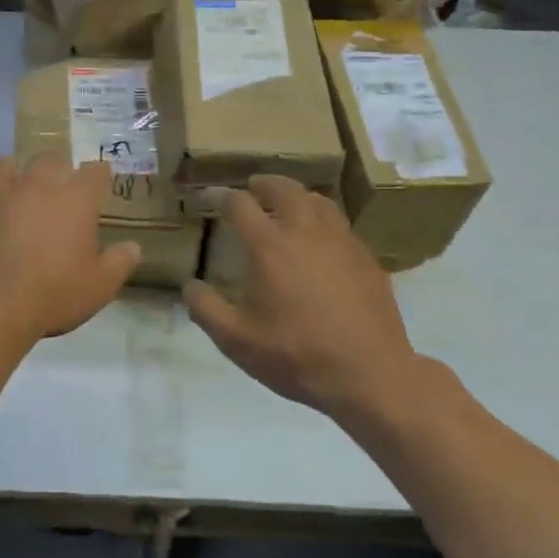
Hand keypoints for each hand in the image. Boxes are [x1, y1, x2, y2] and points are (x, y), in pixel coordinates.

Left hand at [0, 156, 139, 342]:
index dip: (100, 174)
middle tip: (59, 186)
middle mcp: (36, 186)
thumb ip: (120, 262)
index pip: (94, 172)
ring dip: (11, 172)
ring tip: (14, 186)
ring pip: (2, 166)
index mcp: (74, 199)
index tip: (102, 181)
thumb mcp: (100, 286)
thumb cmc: (54, 294)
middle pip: (48, 159)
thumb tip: (133, 247)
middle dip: (56, 168)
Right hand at [183, 176, 420, 421]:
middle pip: (284, 189)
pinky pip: (341, 226)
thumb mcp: (236, 340)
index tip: (209, 198)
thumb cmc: (295, 355)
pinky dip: (323, 222)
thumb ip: (206, 309)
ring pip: (318, 201)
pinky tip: (321, 244)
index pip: (240, 204)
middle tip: (253, 189)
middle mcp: (306, 231)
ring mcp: (342, 242)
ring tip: (288, 206)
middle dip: (264, 184)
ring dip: (297, 196)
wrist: (368, 373)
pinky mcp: (366, 258)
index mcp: (269, 246)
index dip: (220, 196)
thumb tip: (190, 286)